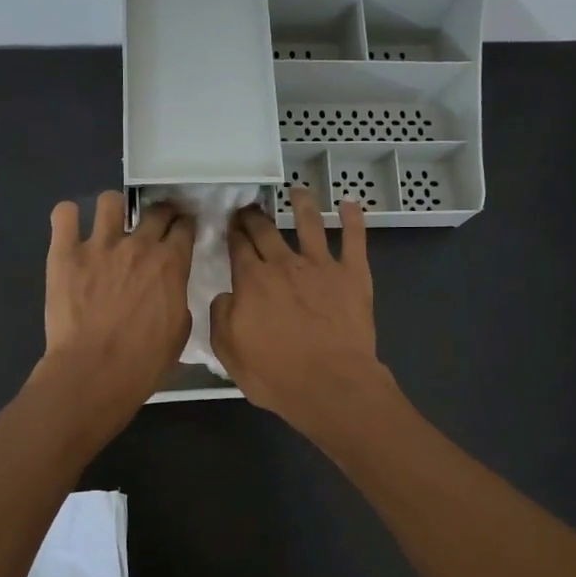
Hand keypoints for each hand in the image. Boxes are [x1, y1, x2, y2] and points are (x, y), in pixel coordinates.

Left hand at [37, 191, 195, 415]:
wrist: (94, 372)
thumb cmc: (144, 361)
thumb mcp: (180, 330)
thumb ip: (176, 296)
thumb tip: (169, 286)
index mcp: (170, 263)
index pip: (184, 227)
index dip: (185, 225)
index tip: (182, 230)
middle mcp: (138, 245)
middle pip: (155, 210)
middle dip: (160, 212)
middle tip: (154, 225)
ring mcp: (99, 245)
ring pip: (111, 201)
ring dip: (114, 210)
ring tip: (110, 226)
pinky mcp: (64, 253)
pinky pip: (64, 214)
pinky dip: (68, 218)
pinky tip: (70, 230)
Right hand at [209, 188, 394, 436]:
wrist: (331, 385)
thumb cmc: (276, 375)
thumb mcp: (229, 352)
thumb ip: (221, 317)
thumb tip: (226, 295)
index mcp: (251, 281)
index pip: (238, 247)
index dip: (232, 232)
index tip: (230, 222)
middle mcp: (284, 264)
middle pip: (266, 230)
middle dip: (255, 216)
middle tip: (251, 207)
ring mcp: (321, 265)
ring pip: (309, 223)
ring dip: (302, 204)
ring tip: (298, 191)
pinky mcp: (353, 274)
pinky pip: (354, 239)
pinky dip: (353, 219)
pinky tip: (350, 204)